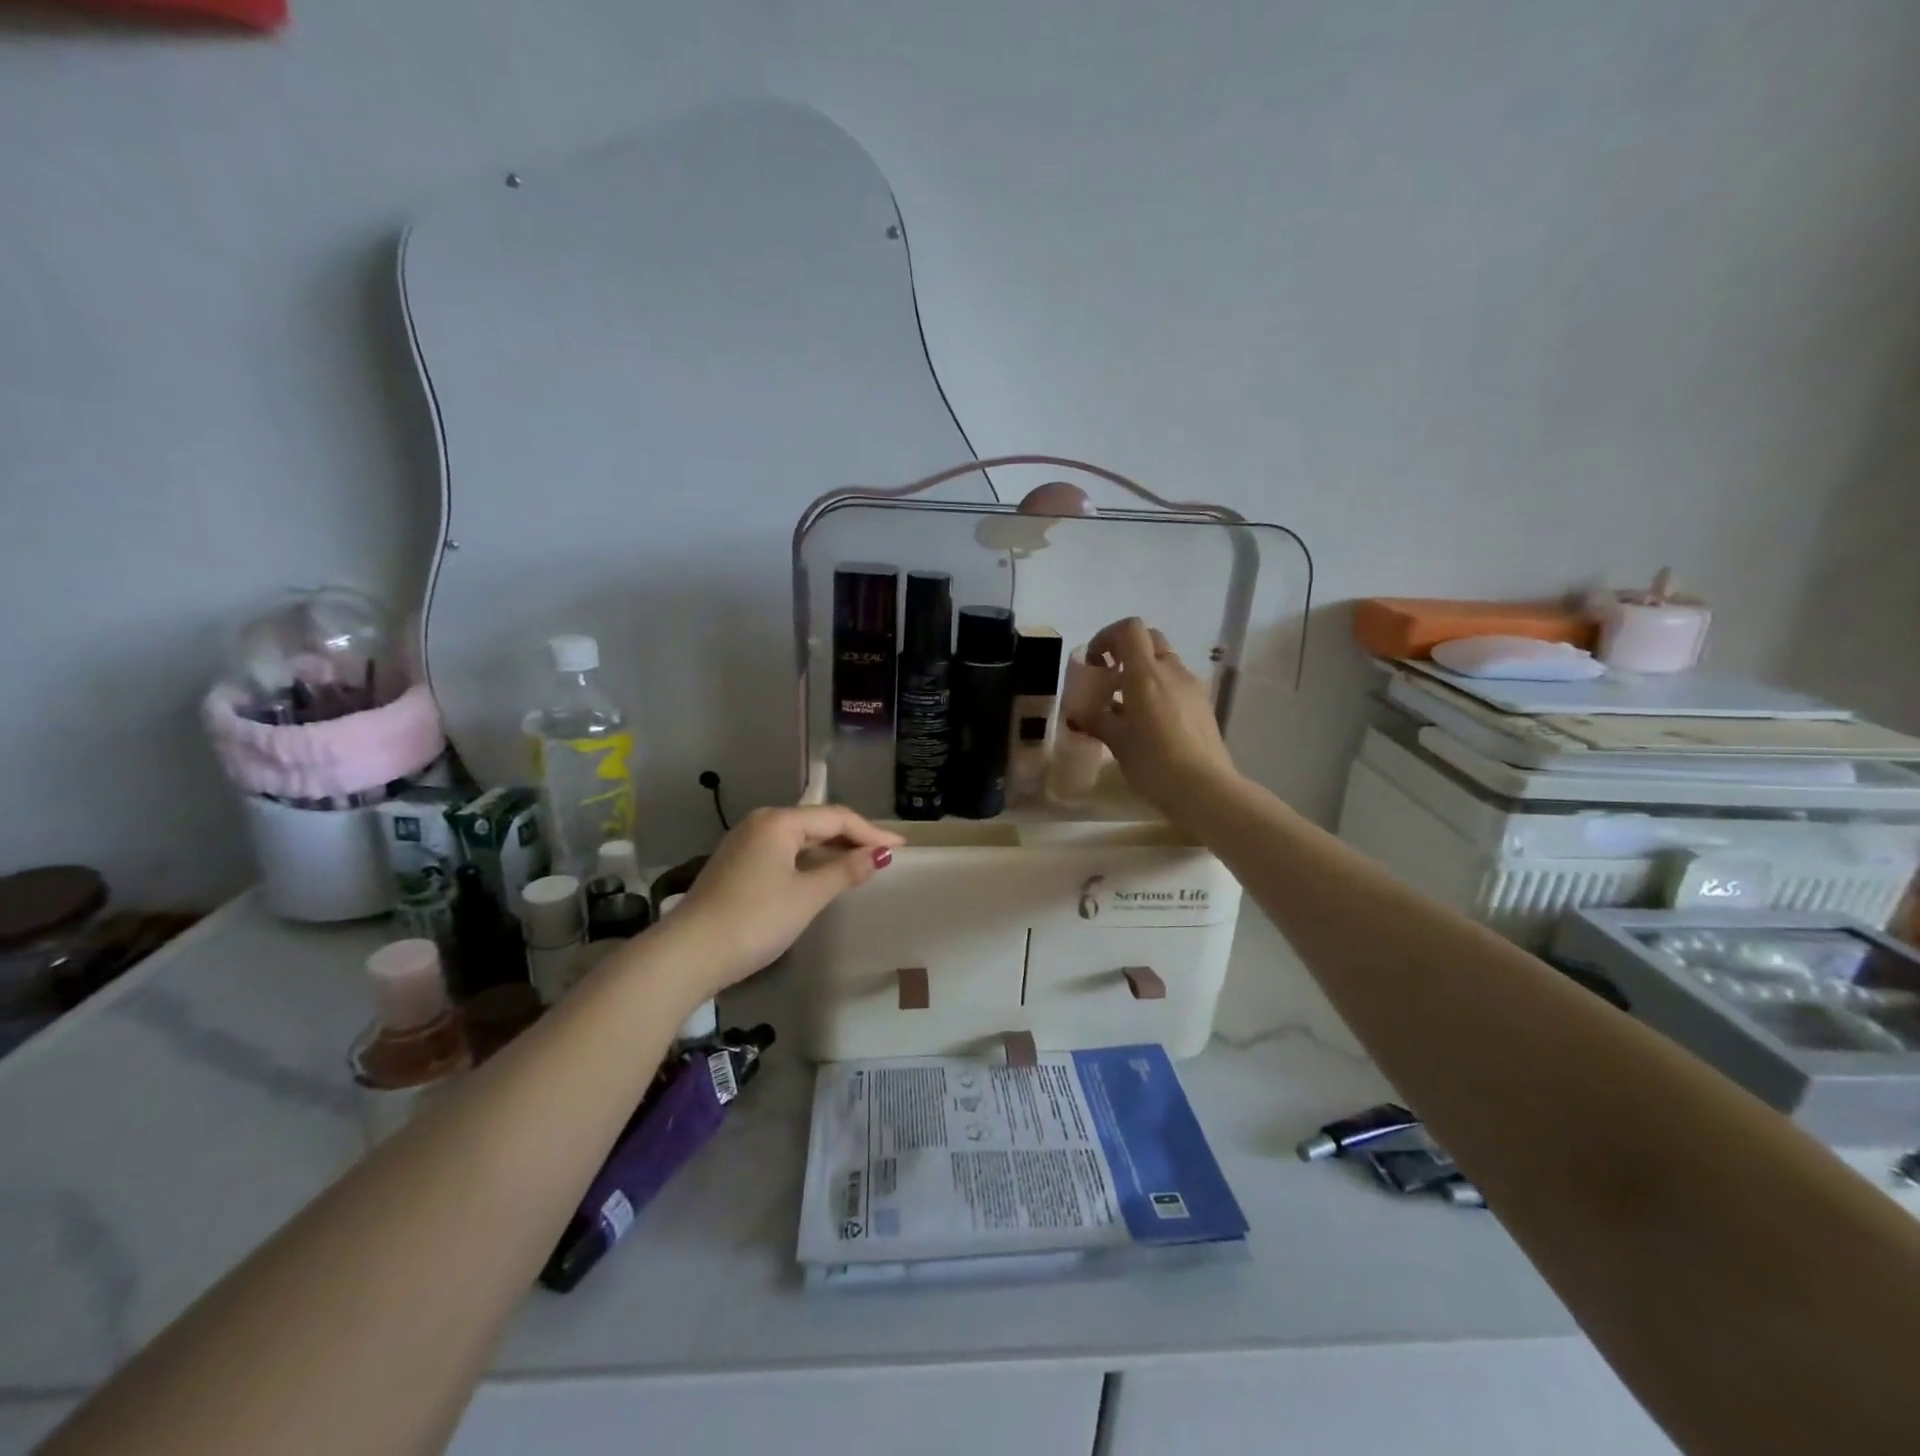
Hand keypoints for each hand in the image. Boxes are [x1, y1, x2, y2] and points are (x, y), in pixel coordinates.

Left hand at [676, 805, 903, 990]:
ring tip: (860, 865)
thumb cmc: (755, 920)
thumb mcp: (807, 896)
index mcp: (779, 822)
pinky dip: (809, 861)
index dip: (871, 831)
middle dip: (852, 838)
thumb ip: (846, 870)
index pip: (836, 817)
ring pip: (799, 839)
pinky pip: (784, 853)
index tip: (900, 847)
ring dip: (831, 850)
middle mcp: (760, 823)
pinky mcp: (736, 865)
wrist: (688, 955)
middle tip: (884, 854)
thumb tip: (880, 854)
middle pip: (817, 823)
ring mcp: (744, 844)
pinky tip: (822, 876)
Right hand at [1074, 617, 1239, 817]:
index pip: (1130, 629)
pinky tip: (1148, 722)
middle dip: (1126, 650)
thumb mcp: (1117, 742)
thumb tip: (1079, 713)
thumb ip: (1096, 720)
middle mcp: (1172, 671)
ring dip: (1142, 671)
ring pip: (1164, 662)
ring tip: (1125, 705)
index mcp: (1146, 673)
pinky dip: (1158, 689)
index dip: (1107, 637)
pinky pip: (1176, 684)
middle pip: (1149, 639)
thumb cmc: (1153, 762)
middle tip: (1109, 677)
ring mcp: (1192, 687)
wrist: (1204, 789)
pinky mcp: (1202, 705)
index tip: (1094, 662)